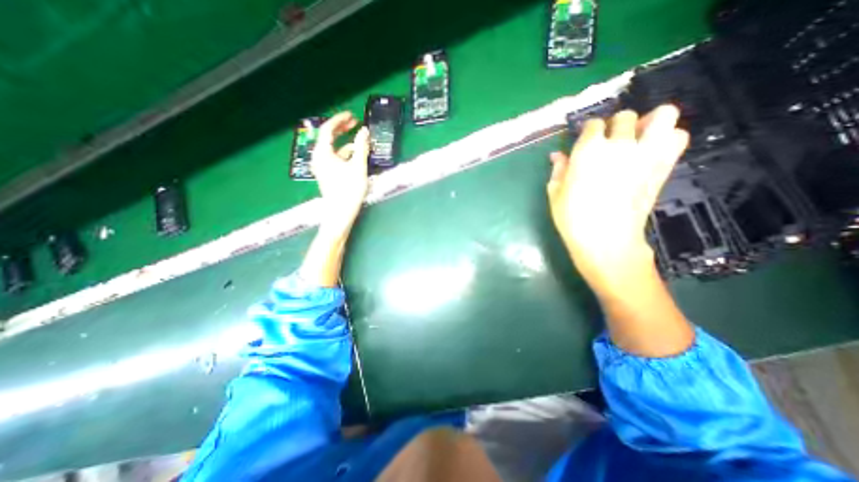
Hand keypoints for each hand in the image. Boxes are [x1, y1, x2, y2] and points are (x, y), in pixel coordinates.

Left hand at [315, 110, 370, 237]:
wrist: (341, 213)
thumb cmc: (349, 189)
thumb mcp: (358, 166)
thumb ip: (361, 147)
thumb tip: (364, 131)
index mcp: (323, 153)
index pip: (328, 129)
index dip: (340, 120)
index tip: (352, 116)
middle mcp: (319, 157)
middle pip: (329, 137)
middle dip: (342, 129)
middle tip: (355, 123)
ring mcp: (322, 167)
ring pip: (334, 149)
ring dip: (346, 143)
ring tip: (360, 141)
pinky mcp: (328, 174)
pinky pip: (335, 158)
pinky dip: (345, 154)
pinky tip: (357, 156)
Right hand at [551, 104, 689, 285]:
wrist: (606, 239)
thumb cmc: (572, 217)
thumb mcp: (555, 193)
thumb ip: (558, 169)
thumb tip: (557, 155)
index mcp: (588, 150)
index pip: (593, 124)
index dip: (588, 132)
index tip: (585, 142)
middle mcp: (619, 145)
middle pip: (625, 117)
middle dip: (615, 126)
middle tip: (609, 143)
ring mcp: (645, 153)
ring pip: (663, 115)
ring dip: (649, 122)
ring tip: (637, 138)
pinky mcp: (663, 166)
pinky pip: (678, 137)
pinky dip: (668, 139)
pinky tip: (651, 152)